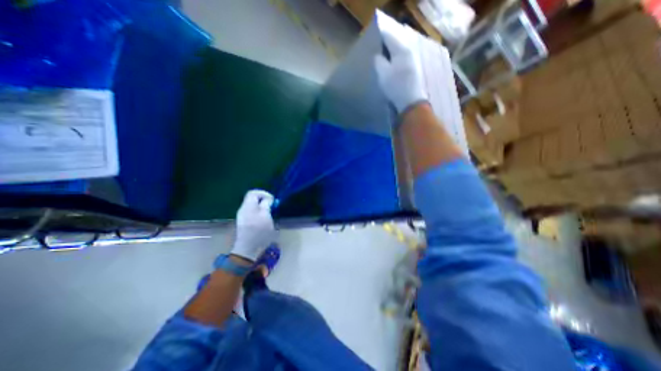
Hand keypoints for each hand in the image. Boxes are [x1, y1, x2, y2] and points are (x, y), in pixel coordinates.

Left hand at [230, 189, 275, 261]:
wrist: (248, 248)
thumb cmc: (259, 231)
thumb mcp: (266, 216)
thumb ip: (266, 205)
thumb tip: (268, 200)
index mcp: (248, 206)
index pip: (253, 192)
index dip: (264, 193)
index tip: (272, 200)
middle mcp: (243, 209)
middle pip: (253, 199)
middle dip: (264, 201)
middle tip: (272, 206)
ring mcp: (242, 216)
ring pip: (253, 206)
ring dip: (262, 207)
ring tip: (270, 213)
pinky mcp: (244, 223)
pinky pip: (252, 212)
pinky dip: (259, 213)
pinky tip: (264, 220)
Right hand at [375, 24, 425, 113]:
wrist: (410, 101)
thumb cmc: (395, 86)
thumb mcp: (383, 73)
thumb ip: (378, 61)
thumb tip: (378, 55)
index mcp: (401, 49)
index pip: (388, 35)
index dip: (379, 35)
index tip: (372, 39)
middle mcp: (409, 51)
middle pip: (395, 42)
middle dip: (386, 44)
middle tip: (376, 49)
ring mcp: (413, 60)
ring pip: (399, 51)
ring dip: (391, 53)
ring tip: (382, 57)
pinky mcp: (414, 69)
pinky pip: (402, 58)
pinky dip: (395, 59)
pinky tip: (391, 66)